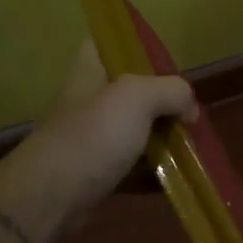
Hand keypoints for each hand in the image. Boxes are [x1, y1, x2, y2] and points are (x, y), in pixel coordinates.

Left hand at [0, 39, 196, 229]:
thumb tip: (189, 110)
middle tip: (189, 111)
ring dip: (162, 139)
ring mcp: (92, 139)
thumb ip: (172, 91)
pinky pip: (133, 167)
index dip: (131, 44)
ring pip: (135, 131)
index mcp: (91, 72)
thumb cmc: (92, 136)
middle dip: (162, 100)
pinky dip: (154, 172)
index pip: (104, 43)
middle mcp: (90, 102)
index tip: (162, 59)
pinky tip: (177, 177)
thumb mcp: (138, 97)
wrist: (51, 198)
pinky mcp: (97, 173)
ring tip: (192, 145)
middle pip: (131, 91)